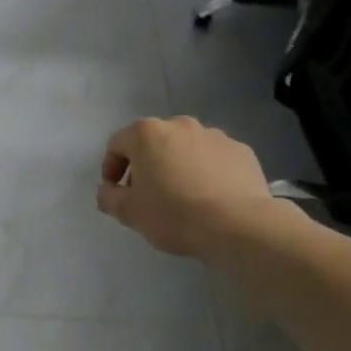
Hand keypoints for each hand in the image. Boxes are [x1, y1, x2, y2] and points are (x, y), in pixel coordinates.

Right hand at [95, 117, 289, 261]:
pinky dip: (208, 171)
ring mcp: (214, 135)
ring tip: (184, 195)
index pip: (117, 145)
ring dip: (178, 165)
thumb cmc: (173, 213)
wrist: (238, 225)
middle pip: (153, 142)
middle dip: (147, 164)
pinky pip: (215, 158)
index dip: (111, 168)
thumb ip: (109, 197)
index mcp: (146, 133)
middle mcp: (179, 125)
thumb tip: (108, 190)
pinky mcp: (241, 150)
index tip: (115, 191)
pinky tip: (211, 196)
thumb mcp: (129, 212)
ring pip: (186, 148)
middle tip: (148, 193)